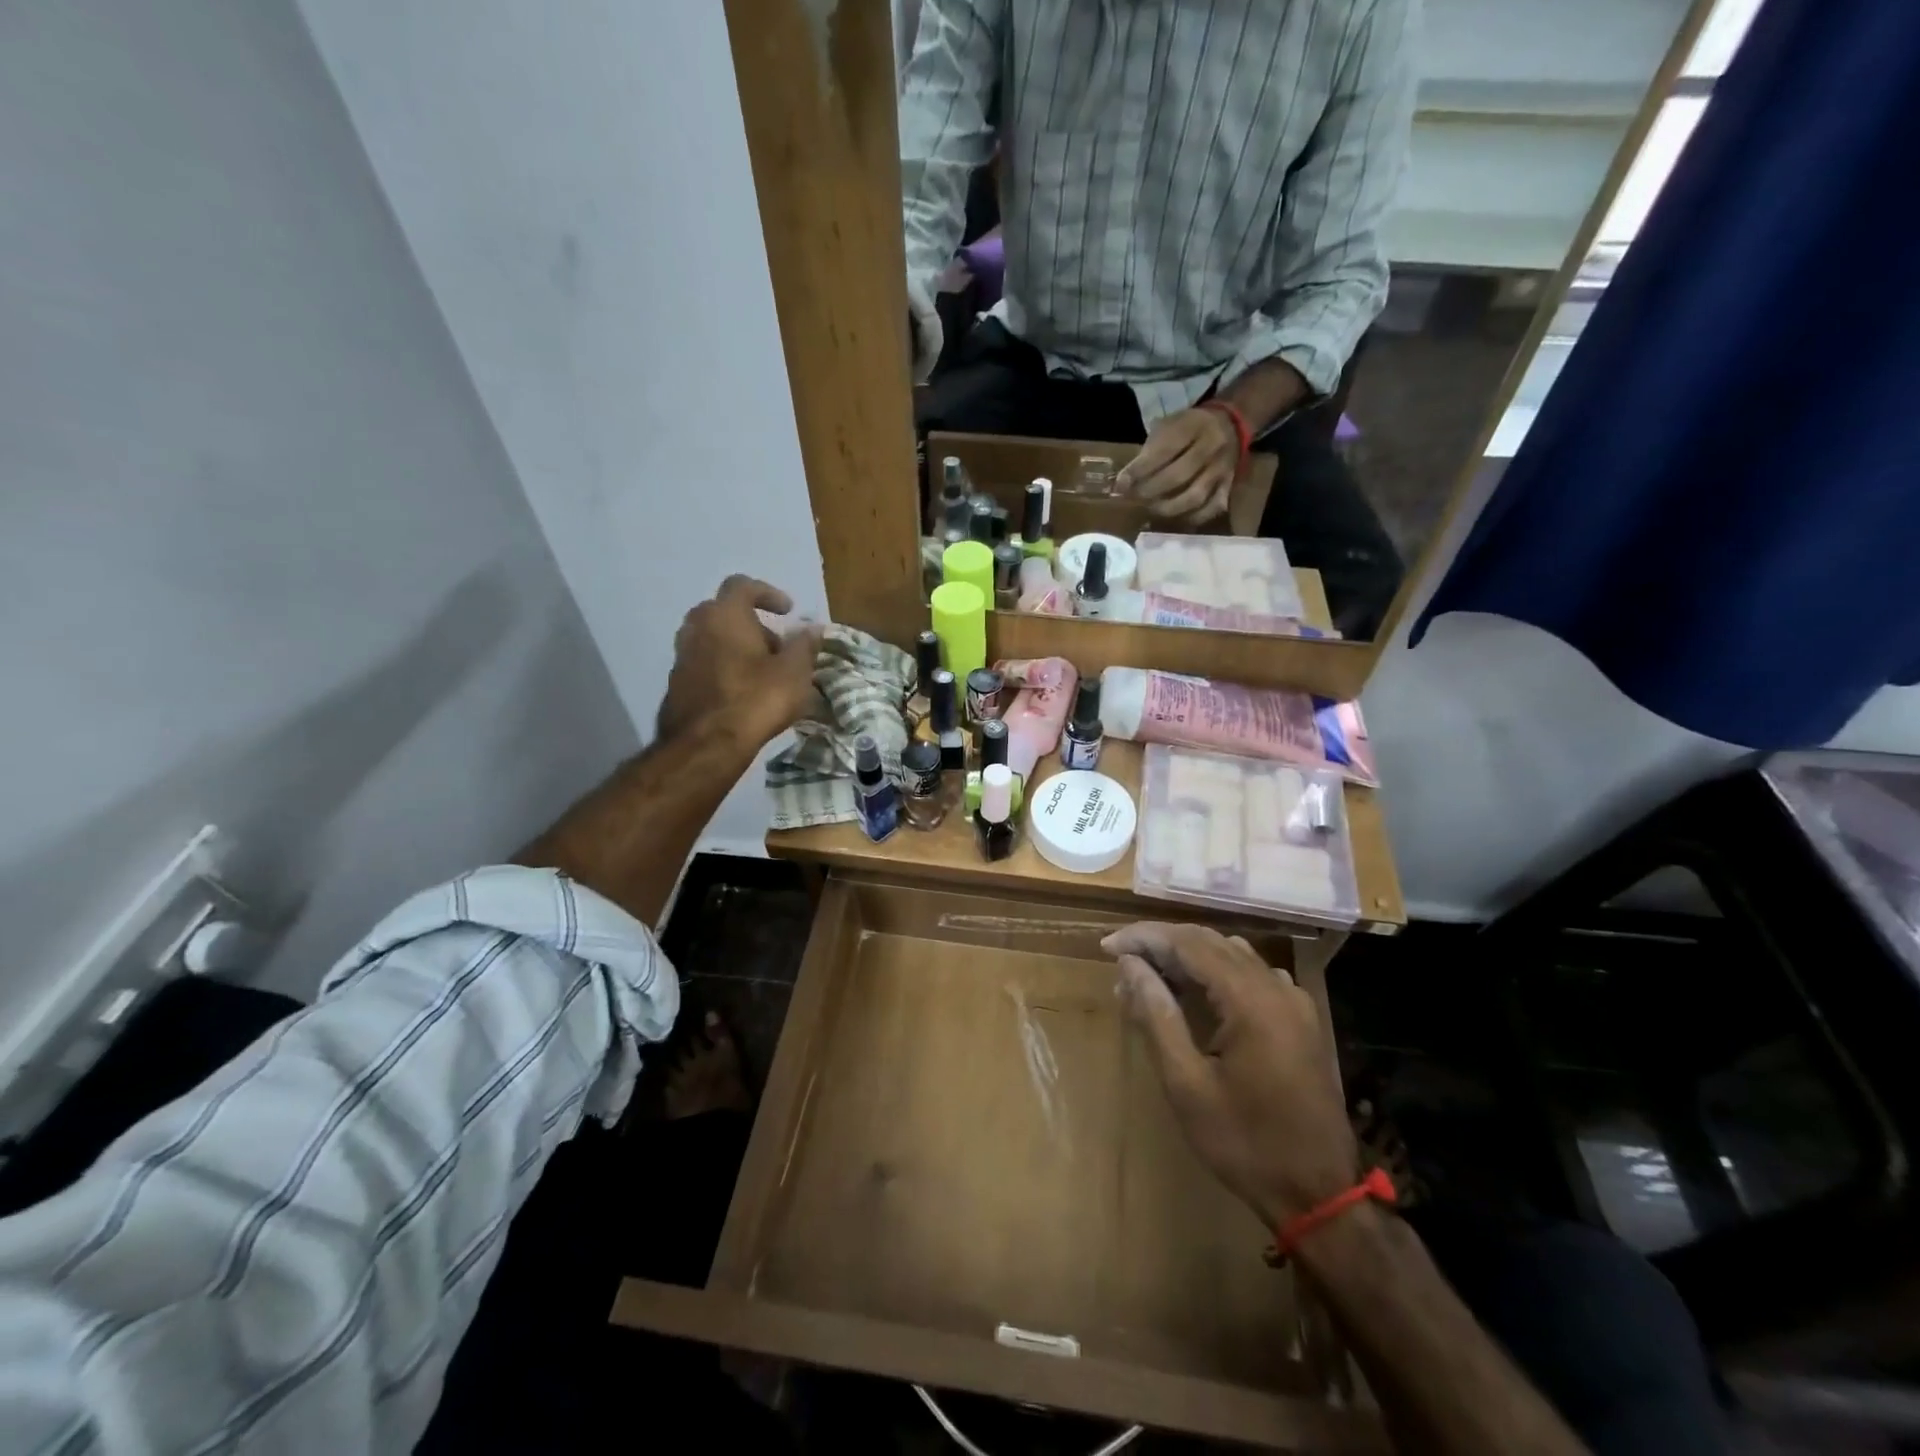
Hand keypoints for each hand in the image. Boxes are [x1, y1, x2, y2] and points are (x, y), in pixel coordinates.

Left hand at [656, 576, 821, 746]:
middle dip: (753, 624)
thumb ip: (804, 645)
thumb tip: (812, 628)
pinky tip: (744, 693)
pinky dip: (725, 668)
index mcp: (725, 614)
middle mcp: (697, 627)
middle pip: (725, 613)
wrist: (706, 745)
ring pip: (713, 639)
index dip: (767, 593)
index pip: (742, 585)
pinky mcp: (677, 683)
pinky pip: (705, 664)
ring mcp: (682, 656)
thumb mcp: (794, 672)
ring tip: (764, 673)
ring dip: (738, 648)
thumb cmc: (756, 698)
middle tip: (777, 647)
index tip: (787, 610)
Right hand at [1107, 922, 1356, 1227]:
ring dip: (1187, 955)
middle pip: (1210, 942)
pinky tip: (1195, 991)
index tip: (1107, 947)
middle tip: (1121, 959)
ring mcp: (1293, 1002)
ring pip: (1232, 954)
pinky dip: (1216, 971)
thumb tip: (1130, 965)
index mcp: (1250, 1000)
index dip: (1144, 938)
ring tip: (1148, 973)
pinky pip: (1252, 974)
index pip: (1188, 944)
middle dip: (1162, 942)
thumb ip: (1157, 1016)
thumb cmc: (1245, 1143)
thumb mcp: (1186, 1085)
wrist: (1320, 1196)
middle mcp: (1276, 988)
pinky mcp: (1300, 1020)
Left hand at [1116, 407, 1238, 524]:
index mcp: (1192, 426)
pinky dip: (1190, 518)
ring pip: (1194, 496)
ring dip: (1167, 508)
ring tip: (1151, 509)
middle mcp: (1211, 446)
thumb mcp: (1166, 427)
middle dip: (1150, 491)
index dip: (1139, 471)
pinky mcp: (1229, 485)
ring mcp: (1222, 468)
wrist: (1230, 424)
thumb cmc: (1187, 427)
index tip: (1120, 485)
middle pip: (1178, 476)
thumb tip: (1123, 484)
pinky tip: (1174, 517)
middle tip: (1134, 499)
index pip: (1164, 451)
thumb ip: (1147, 453)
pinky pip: (1210, 509)